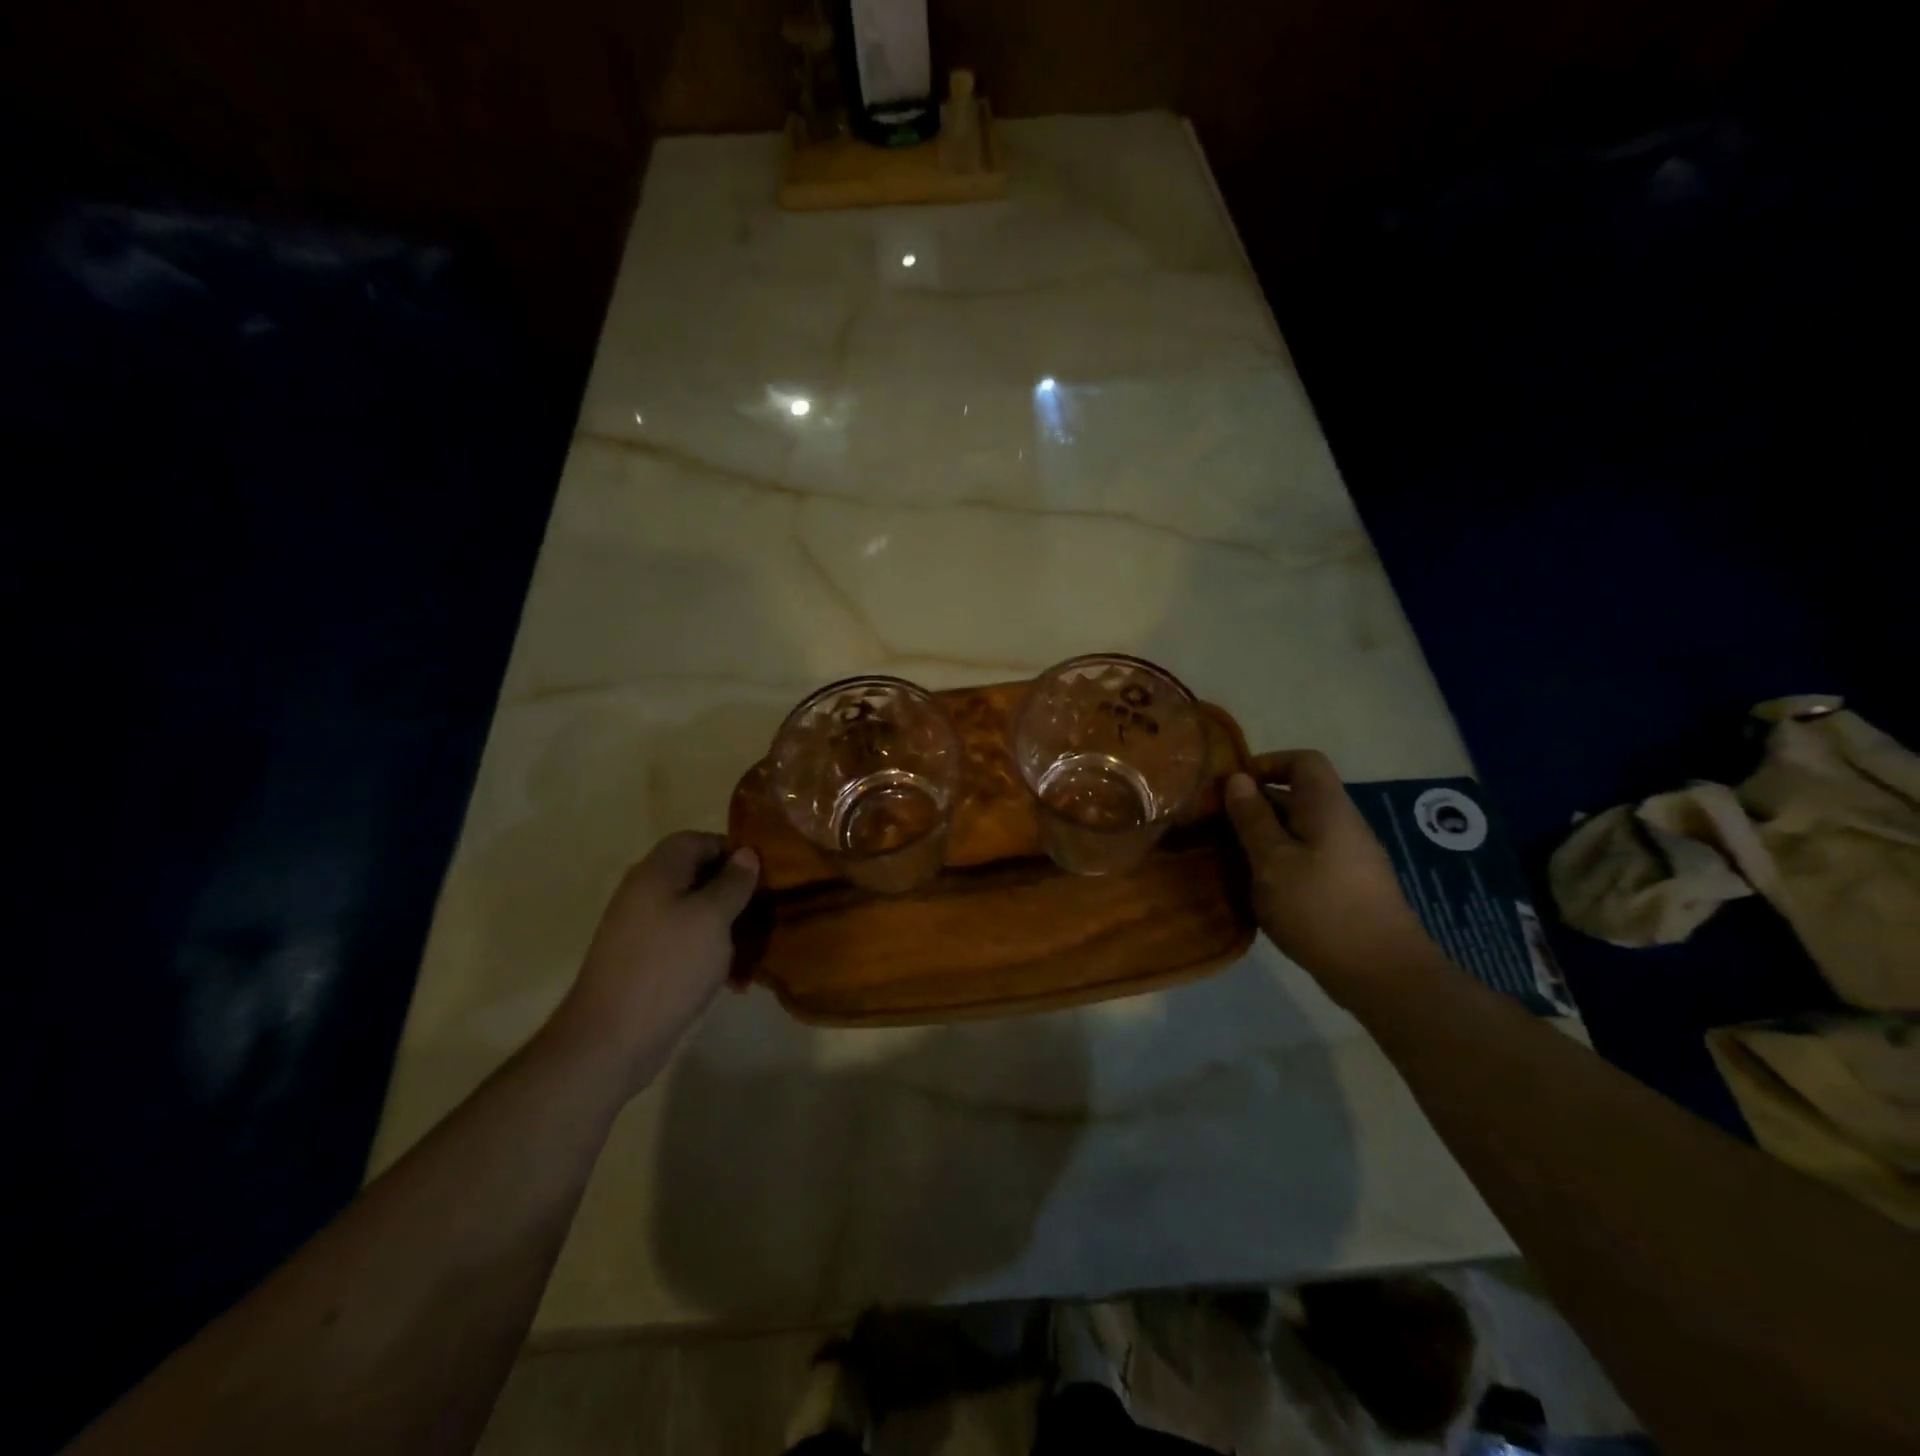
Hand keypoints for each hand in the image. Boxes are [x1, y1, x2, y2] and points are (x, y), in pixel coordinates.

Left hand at [546, 832, 758, 1090]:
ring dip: (724, 925)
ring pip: (692, 912)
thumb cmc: (668, 966)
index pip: (697, 840)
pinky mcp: (642, 962)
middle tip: (764, 910)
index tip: (763, 874)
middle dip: (732, 891)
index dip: (731, 851)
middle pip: (695, 876)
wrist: (611, 1039)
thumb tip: (746, 853)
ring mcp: (640, 929)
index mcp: (657, 872)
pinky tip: (731, 977)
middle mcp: (644, 893)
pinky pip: (682, 943)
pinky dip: (707, 952)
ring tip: (753, 947)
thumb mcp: (712, 918)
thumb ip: (732, 883)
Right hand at [1224, 750, 1441, 1003]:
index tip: (1233, 788)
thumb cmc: (1320, 908)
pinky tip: (1261, 889)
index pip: (1304, 761)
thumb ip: (1252, 818)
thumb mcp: (1272, 861)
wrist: (1382, 973)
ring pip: (1300, 830)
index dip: (1268, 764)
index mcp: (1327, 808)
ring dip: (1266, 838)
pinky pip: (1309, 857)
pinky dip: (1281, 863)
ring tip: (1233, 859)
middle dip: (1257, 805)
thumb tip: (1237, 779)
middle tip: (1219, 827)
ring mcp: (1349, 857)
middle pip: (1299, 796)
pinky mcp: (1348, 886)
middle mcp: (1342, 824)